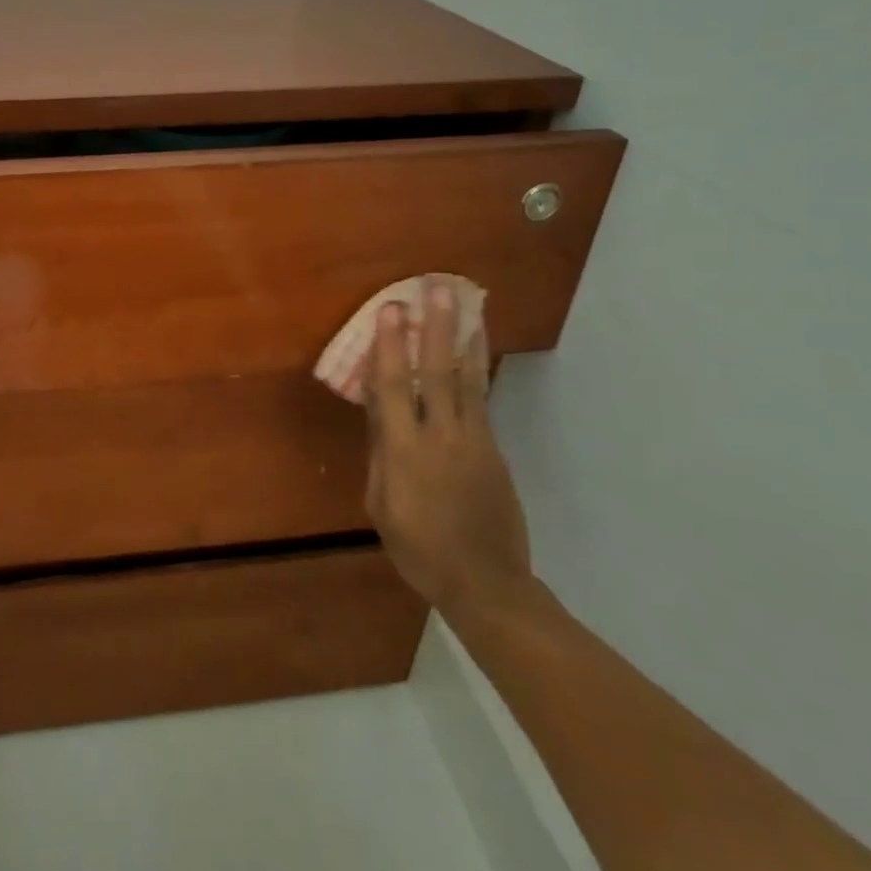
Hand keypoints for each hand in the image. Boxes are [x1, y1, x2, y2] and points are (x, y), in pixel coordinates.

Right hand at [364, 281, 531, 619]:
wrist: (485, 581)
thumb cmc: (418, 546)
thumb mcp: (380, 503)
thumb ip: (380, 451)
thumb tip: (376, 408)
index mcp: (404, 451)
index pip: (393, 387)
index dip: (390, 346)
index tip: (390, 310)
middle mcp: (441, 436)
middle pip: (437, 372)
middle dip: (435, 328)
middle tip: (436, 289)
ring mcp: (474, 440)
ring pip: (469, 380)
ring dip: (464, 338)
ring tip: (466, 305)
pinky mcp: (493, 448)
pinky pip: (482, 399)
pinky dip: (478, 368)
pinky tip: (475, 348)